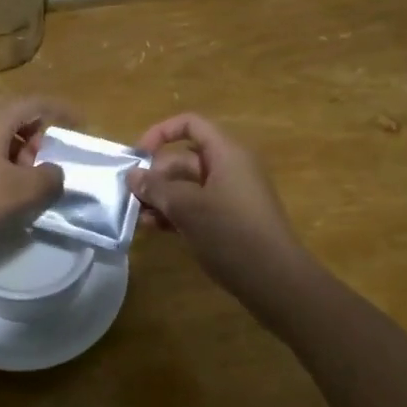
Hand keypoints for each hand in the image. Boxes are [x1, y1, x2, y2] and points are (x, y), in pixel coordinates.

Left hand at [0, 97, 70, 260]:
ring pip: (0, 132)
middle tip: (47, 163)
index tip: (83, 124)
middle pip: (18, 115)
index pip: (38, 102)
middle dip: (38, 136)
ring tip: (25, 180)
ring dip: (19, 150)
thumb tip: (56, 172)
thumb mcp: (18, 191)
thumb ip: (47, 179)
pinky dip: (1, 159)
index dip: (63, 111)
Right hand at [129, 112, 301, 284]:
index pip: (190, 124)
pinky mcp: (231, 220)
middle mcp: (231, 168)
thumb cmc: (231, 233)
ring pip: (188, 186)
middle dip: (155, 175)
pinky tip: (154, 228)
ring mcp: (232, 196)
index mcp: (226, 153)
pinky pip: (198, 206)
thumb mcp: (186, 207)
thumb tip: (132, 175)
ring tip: (138, 216)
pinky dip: (176, 213)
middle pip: (185, 159)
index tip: (138, 156)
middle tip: (130, 195)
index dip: (161, 133)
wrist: (276, 281)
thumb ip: (156, 188)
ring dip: (162, 197)